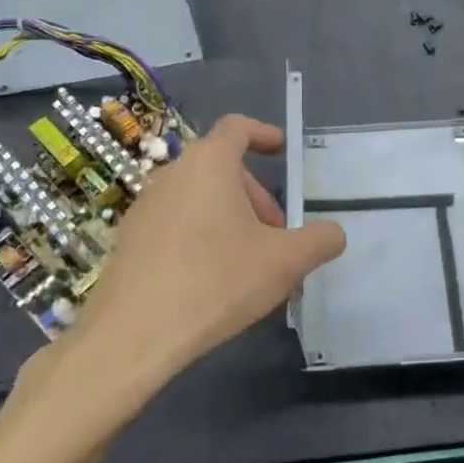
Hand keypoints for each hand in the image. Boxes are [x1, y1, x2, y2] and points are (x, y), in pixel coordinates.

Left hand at [56, 114, 345, 393]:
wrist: (134, 334)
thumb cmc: (217, 281)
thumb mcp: (285, 262)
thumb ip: (319, 241)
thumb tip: (333, 234)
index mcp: (210, 164)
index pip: (237, 128)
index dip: (264, 134)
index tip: (282, 152)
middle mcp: (173, 175)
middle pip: (223, 169)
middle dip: (257, 197)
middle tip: (278, 237)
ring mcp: (145, 207)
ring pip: (200, 199)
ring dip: (231, 220)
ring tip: (251, 265)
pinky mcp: (130, 239)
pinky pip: (177, 223)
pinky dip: (202, 237)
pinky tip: (214, 282)